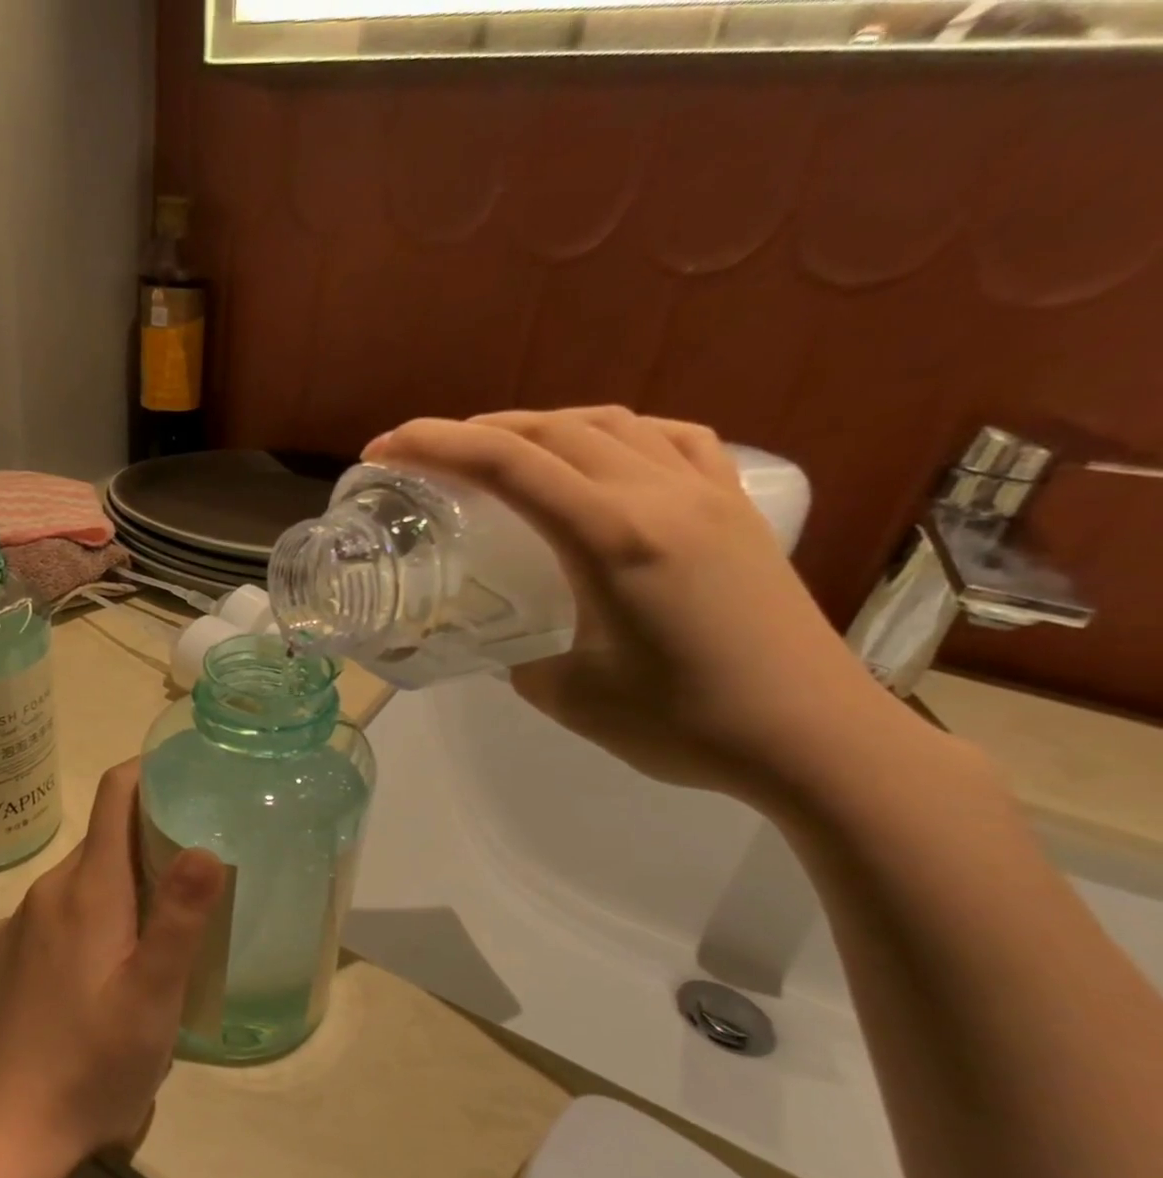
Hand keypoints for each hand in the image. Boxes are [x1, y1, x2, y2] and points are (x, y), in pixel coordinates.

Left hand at [0, 760, 225, 1174]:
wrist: (7, 1133)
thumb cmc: (93, 1064)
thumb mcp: (154, 995)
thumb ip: (181, 917)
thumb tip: (204, 845)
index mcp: (86, 889)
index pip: (114, 796)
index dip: (149, 773)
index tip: (188, 777)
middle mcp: (47, 892)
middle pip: (103, 838)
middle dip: (149, 838)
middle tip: (198, 867)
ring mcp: (21, 924)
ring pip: (83, 878)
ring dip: (124, 883)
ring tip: (164, 922)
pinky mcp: (9, 955)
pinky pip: (60, 912)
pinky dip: (94, 913)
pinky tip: (111, 964)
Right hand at [366, 407, 921, 807]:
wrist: (811, 736)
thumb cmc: (685, 724)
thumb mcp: (569, 697)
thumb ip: (519, 657)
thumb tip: (502, 640)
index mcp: (611, 536)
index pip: (506, 464)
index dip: (434, 445)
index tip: (384, 450)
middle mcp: (659, 493)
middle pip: (551, 429)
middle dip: (476, 430)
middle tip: (427, 457)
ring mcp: (707, 492)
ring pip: (609, 423)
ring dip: (541, 427)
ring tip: (502, 453)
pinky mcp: (737, 507)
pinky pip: (670, 439)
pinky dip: (616, 434)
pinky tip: (602, 456)